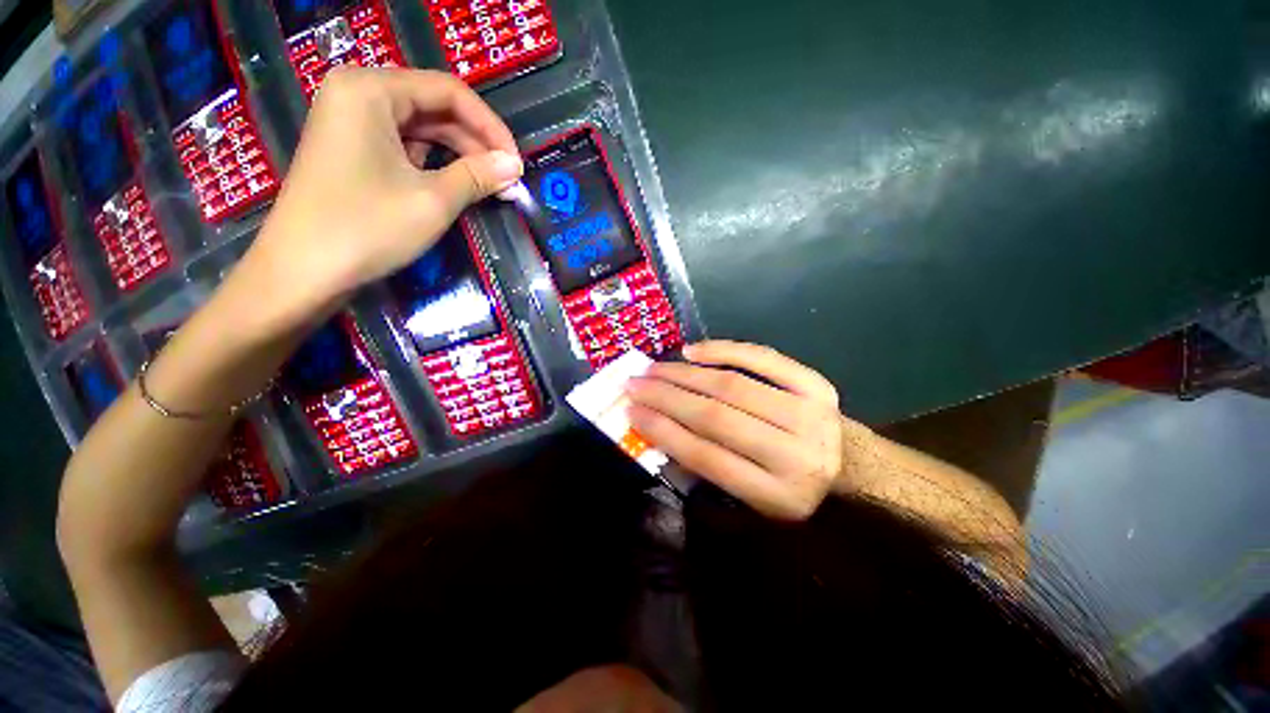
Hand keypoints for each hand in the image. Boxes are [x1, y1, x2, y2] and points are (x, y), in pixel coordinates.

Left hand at [240, 68, 522, 327]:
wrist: (302, 272)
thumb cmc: (367, 228)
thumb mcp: (433, 200)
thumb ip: (478, 176)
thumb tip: (515, 166)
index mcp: (371, 90)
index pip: (449, 91)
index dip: (490, 127)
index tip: (517, 163)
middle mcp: (358, 95)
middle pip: (434, 107)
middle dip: (476, 143)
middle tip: (508, 180)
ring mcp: (352, 123)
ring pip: (422, 129)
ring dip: (460, 155)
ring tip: (491, 186)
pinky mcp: (352, 151)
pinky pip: (405, 147)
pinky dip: (436, 165)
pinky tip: (458, 185)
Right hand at [625, 341, 847, 519]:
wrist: (849, 465)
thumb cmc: (787, 485)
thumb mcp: (749, 498)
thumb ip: (704, 471)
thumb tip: (657, 430)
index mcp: (776, 494)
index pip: (706, 457)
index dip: (664, 432)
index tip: (631, 413)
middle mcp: (795, 453)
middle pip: (716, 417)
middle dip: (666, 397)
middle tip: (634, 384)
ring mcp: (809, 413)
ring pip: (732, 385)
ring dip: (684, 374)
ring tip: (653, 368)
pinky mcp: (814, 383)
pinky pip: (761, 358)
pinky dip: (723, 350)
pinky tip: (692, 351)